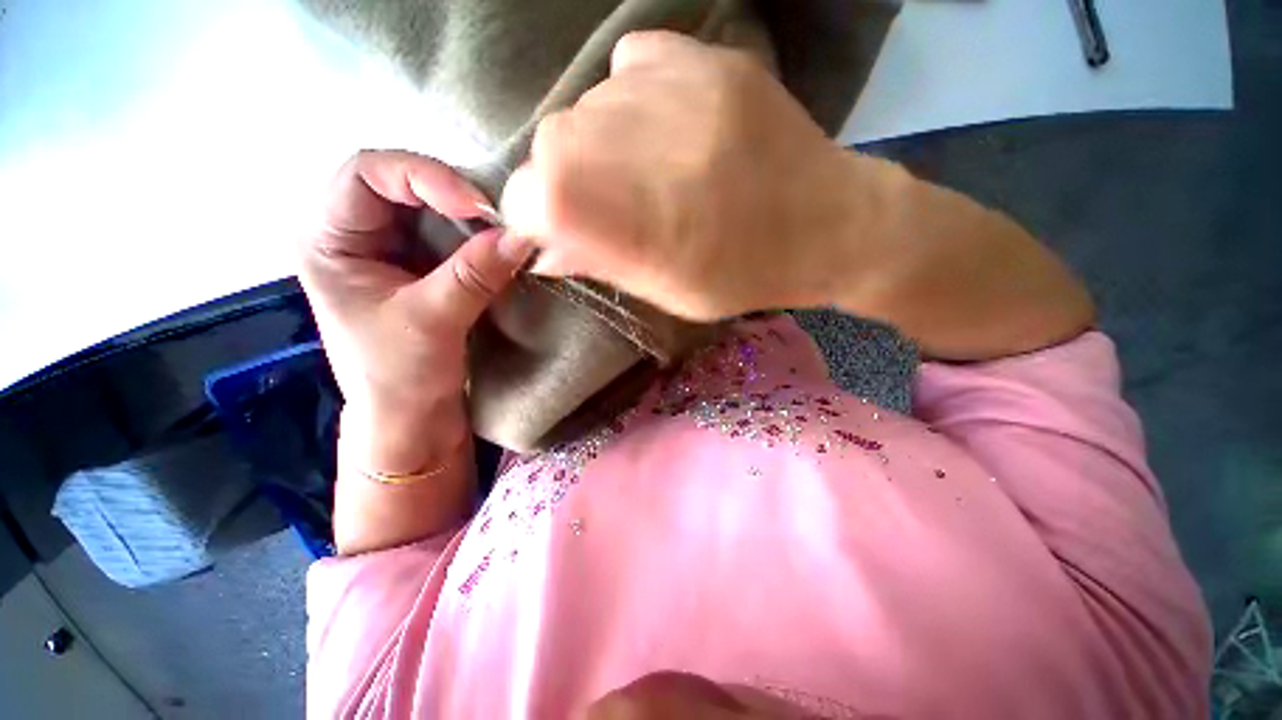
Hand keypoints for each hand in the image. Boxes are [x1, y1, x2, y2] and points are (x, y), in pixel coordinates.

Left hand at [299, 150, 532, 476]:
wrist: (412, 417)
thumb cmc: (399, 377)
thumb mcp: (432, 321)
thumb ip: (475, 275)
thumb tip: (521, 236)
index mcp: (329, 240)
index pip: (365, 174)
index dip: (421, 177)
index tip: (474, 207)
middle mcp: (357, 234)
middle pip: (401, 183)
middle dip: (451, 193)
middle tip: (498, 214)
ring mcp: (394, 250)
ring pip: (432, 208)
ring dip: (470, 215)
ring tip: (505, 227)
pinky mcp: (425, 268)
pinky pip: (453, 235)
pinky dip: (479, 236)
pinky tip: (500, 243)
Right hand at [500, 31, 867, 320]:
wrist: (829, 222)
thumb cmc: (742, 275)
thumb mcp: (666, 292)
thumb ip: (600, 262)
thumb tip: (545, 249)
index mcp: (615, 211)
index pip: (526, 198)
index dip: (537, 217)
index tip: (562, 232)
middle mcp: (623, 136)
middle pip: (551, 147)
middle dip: (568, 181)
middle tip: (615, 204)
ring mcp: (666, 85)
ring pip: (588, 107)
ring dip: (604, 144)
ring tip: (653, 170)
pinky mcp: (701, 55)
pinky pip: (630, 68)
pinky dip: (634, 102)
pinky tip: (671, 130)